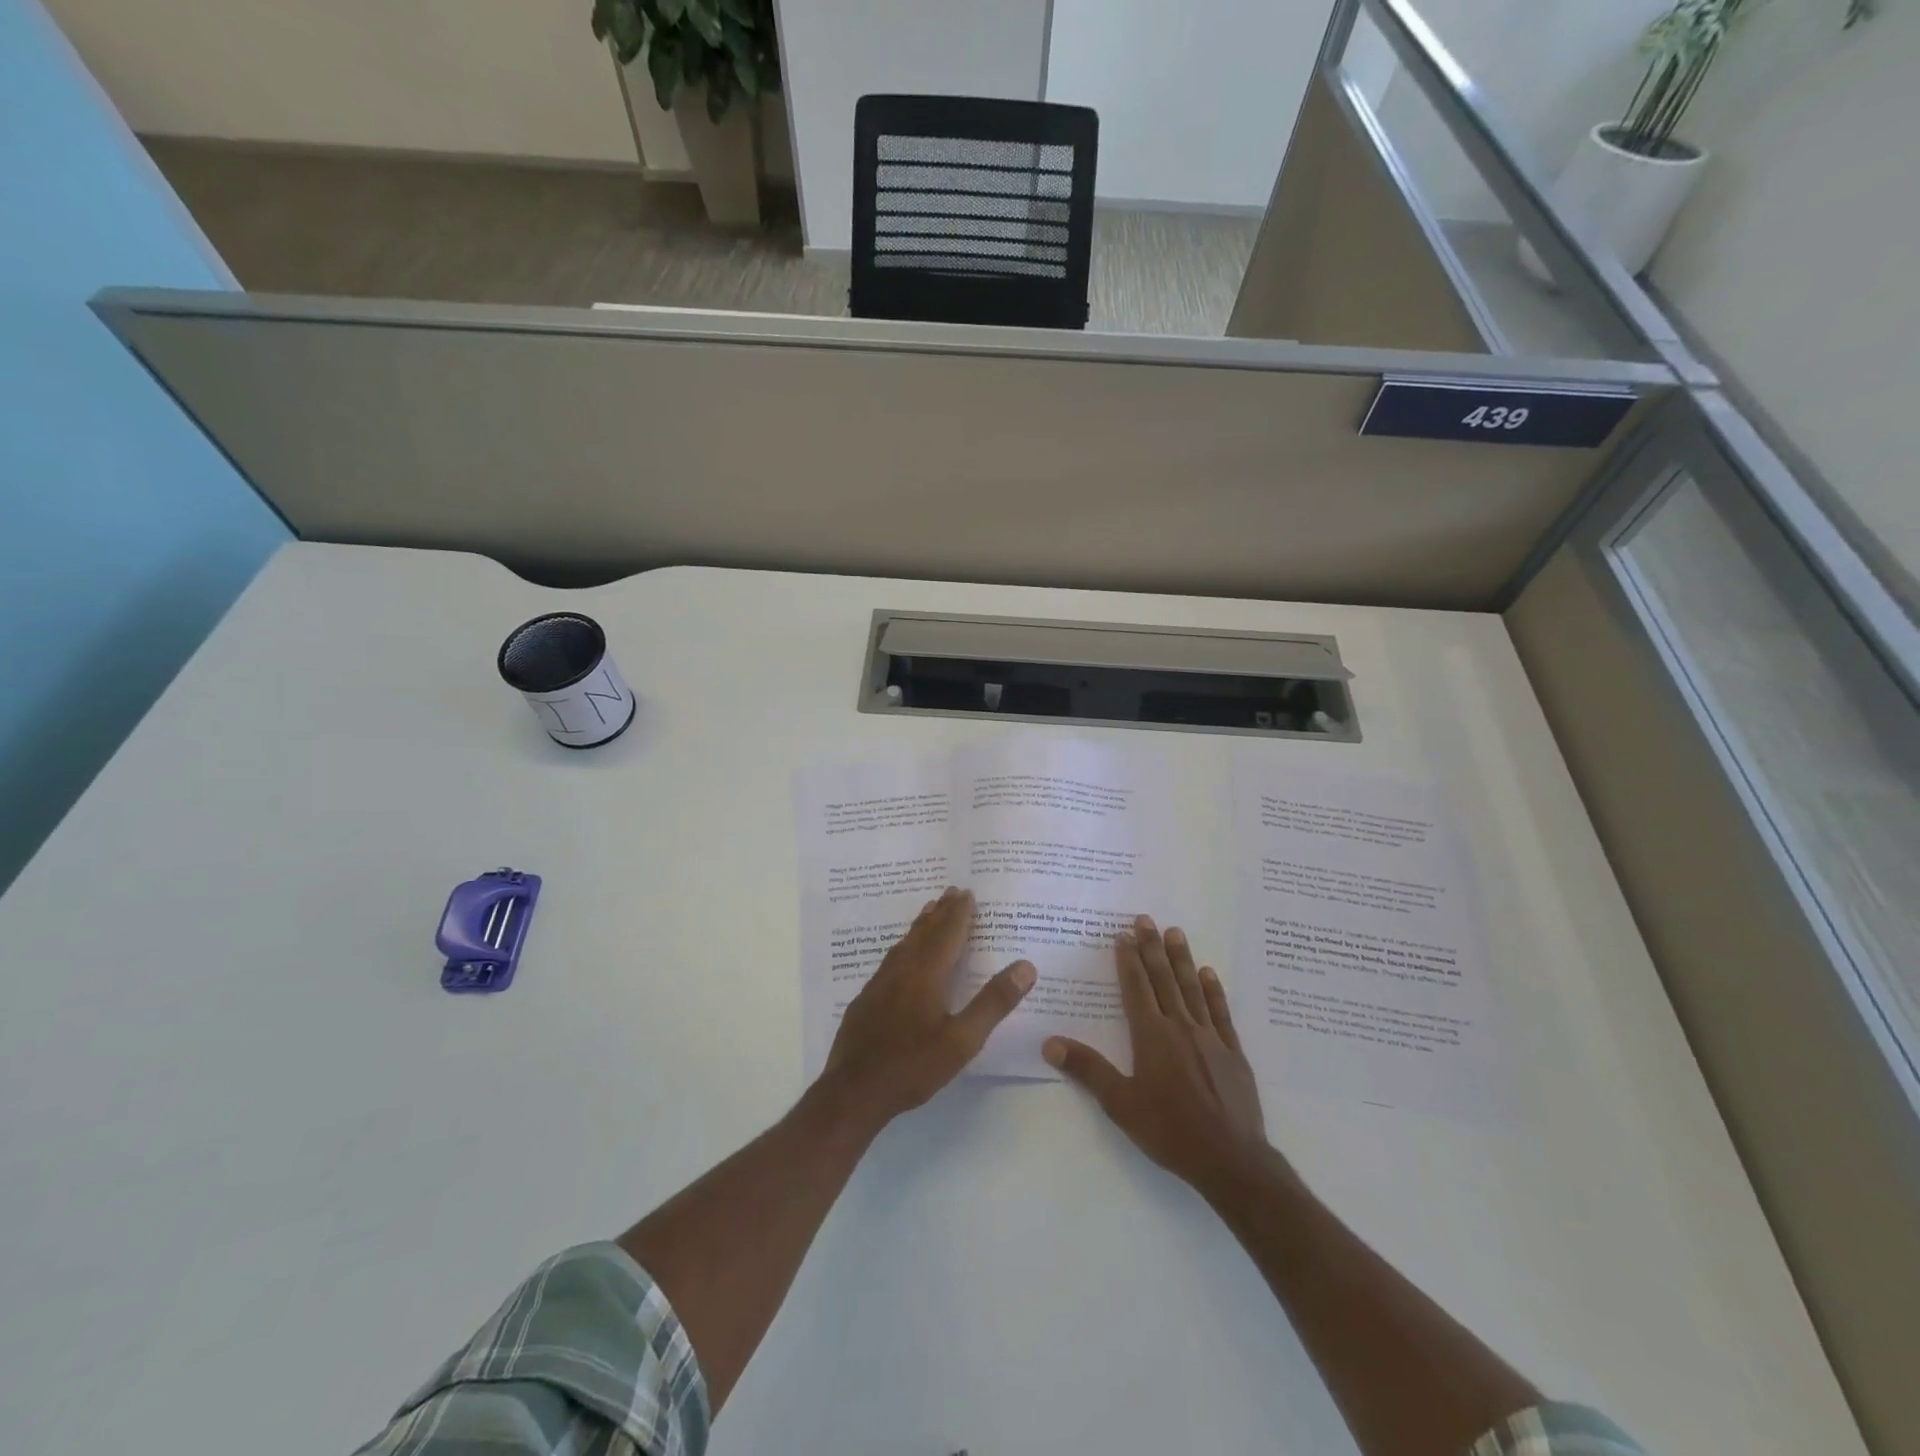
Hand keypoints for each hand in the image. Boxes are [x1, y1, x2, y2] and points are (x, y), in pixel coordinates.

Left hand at [824, 887, 1034, 1127]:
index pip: (947, 934)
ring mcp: (879, 984)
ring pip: (904, 944)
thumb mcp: (963, 1040)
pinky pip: (890, 959)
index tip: (967, 892)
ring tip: (929, 912)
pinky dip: (904, 946)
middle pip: (923, 933)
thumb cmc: (913, 1065)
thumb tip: (1026, 966)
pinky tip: (902, 956)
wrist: (854, 1091)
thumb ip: (993, 1002)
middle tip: (951, 891)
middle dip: (940, 912)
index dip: (959, 913)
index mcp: (926, 974)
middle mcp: (901, 970)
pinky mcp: (866, 999)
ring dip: (920, 925)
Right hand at [1044, 915, 1270, 1194]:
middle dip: (1152, 948)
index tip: (1124, 933)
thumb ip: (1088, 1070)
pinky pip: (1220, 1012)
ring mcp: (1210, 1037)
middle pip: (1163, 979)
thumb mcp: (1121, 1104)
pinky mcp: (1232, 1052)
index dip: (1128, 959)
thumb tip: (1050, 1043)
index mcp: (1151, 1036)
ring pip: (1192, 988)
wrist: (1230, 1159)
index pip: (1136, 987)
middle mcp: (1180, 1027)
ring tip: (1175, 932)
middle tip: (1146, 919)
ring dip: (1182, 959)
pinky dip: (1213, 990)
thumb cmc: (1170, 1131)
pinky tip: (1209, 973)